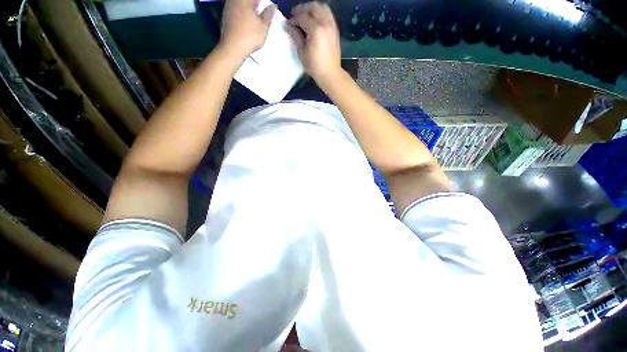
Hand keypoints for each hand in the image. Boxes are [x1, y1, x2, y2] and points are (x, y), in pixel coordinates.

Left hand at [220, 0, 276, 59]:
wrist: (232, 48)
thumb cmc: (250, 36)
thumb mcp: (263, 27)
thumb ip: (268, 15)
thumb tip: (273, 6)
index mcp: (244, 0)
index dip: (263, 3)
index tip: (268, 9)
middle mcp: (234, 1)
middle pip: (247, 1)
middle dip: (256, 5)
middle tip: (264, 12)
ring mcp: (228, 8)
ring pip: (241, 4)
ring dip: (249, 9)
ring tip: (256, 17)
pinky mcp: (225, 17)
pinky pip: (236, 10)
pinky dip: (243, 14)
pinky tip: (248, 22)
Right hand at [286, 2, 341, 83]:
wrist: (330, 74)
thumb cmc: (315, 66)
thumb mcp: (302, 52)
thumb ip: (295, 36)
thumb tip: (288, 26)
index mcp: (316, 29)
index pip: (302, 17)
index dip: (293, 19)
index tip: (288, 24)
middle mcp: (325, 23)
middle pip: (313, 6)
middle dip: (302, 9)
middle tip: (295, 15)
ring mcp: (332, 25)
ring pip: (322, 7)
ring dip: (312, 9)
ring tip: (306, 16)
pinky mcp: (335, 29)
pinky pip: (328, 14)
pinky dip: (321, 13)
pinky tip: (315, 21)